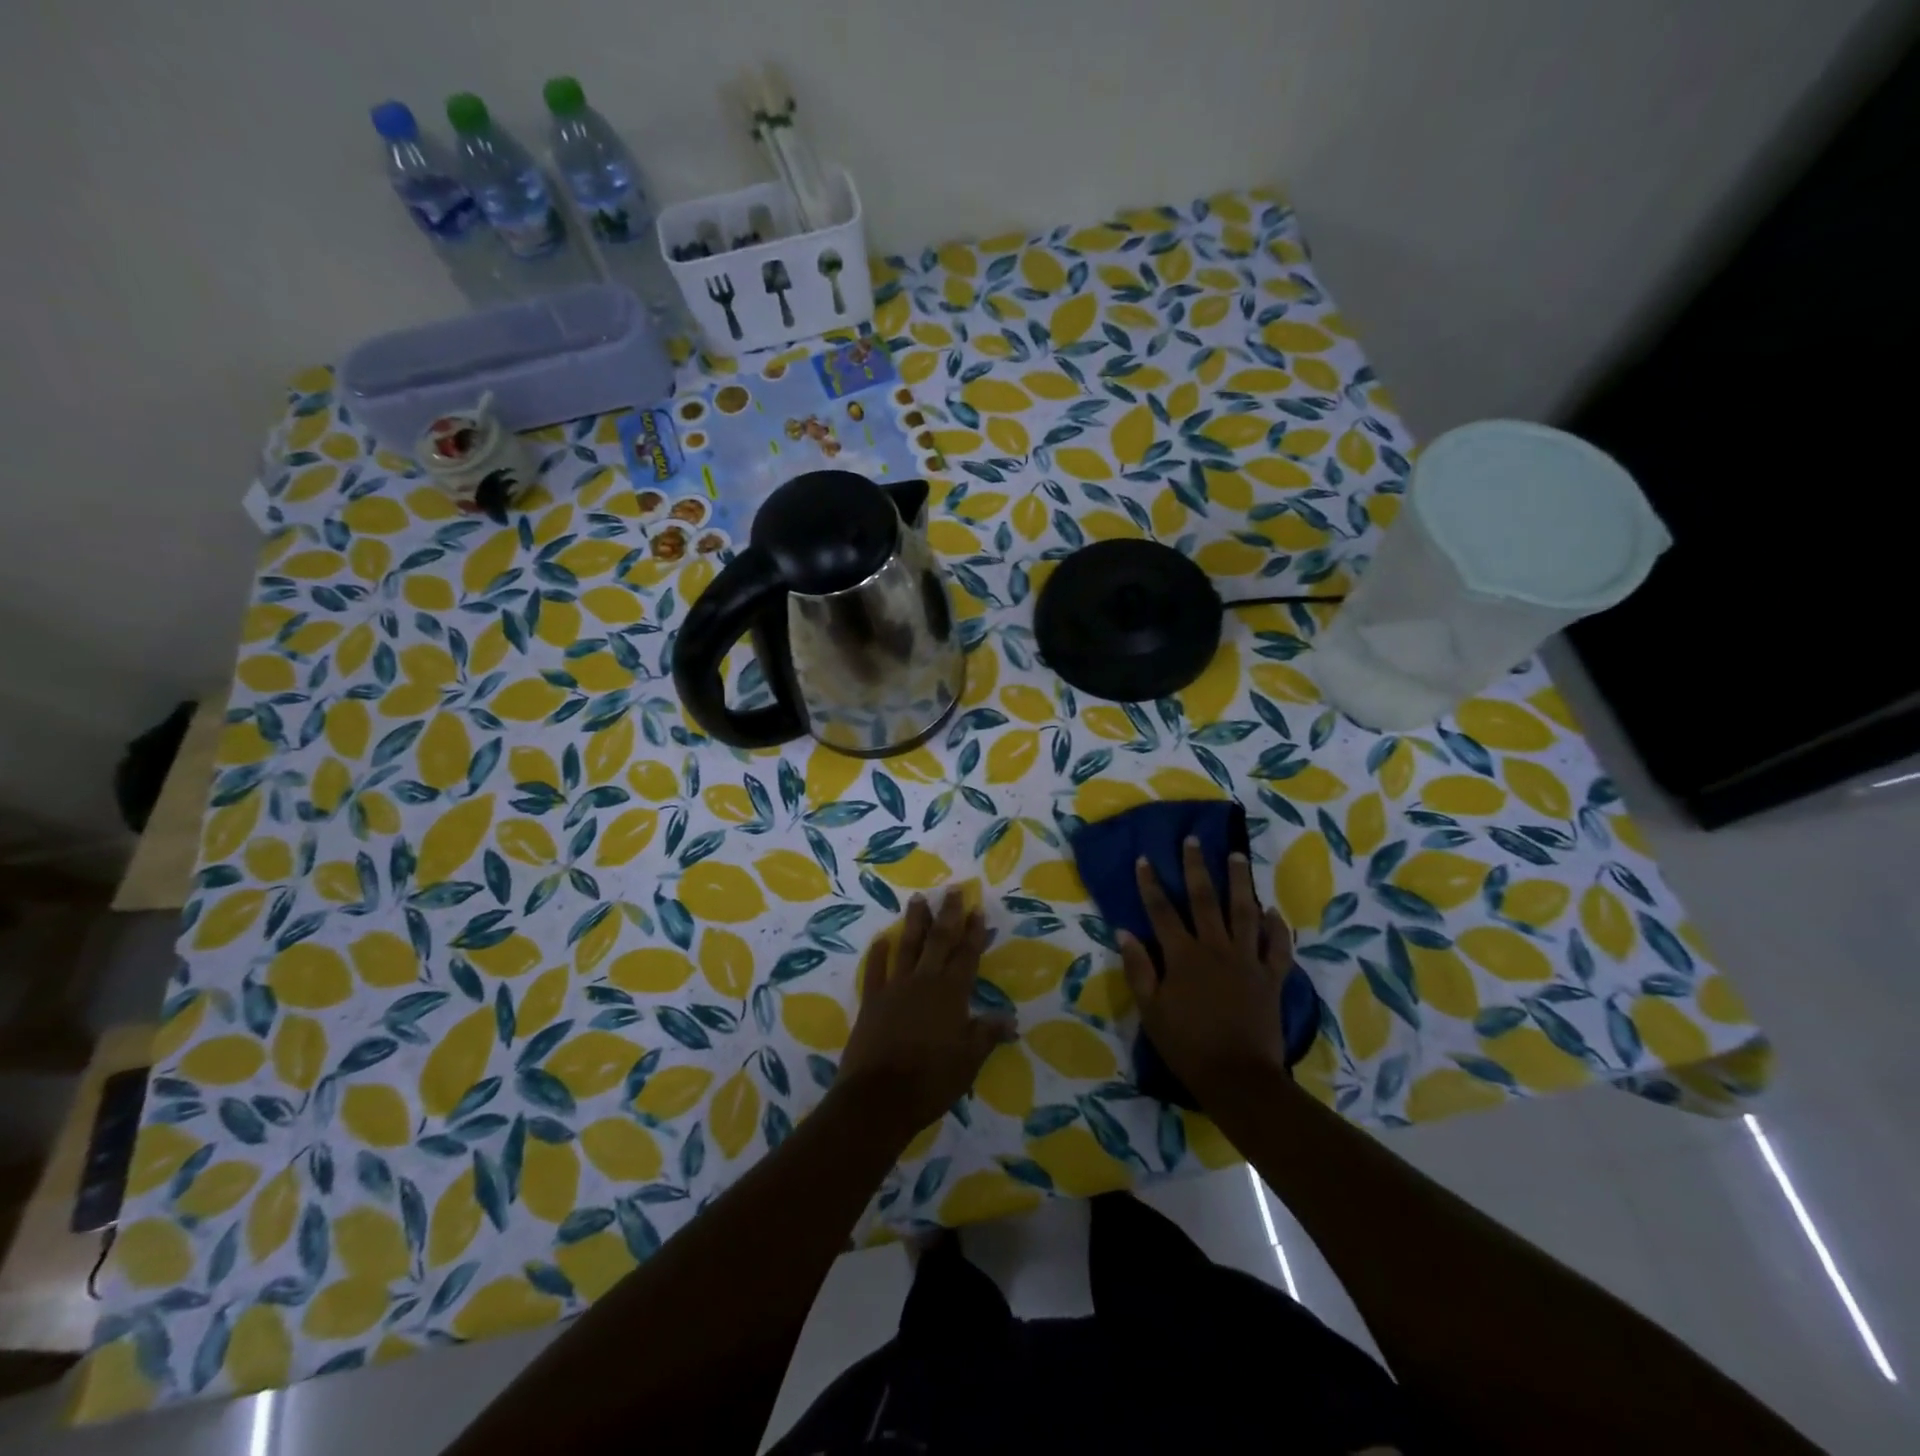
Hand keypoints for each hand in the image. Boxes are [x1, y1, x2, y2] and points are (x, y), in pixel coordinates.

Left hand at [835, 888, 1013, 1141]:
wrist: (878, 1100)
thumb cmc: (931, 1081)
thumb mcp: (969, 1061)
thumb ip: (987, 1034)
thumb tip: (1011, 1019)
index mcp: (951, 993)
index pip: (967, 955)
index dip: (974, 932)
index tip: (978, 909)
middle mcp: (925, 982)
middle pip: (939, 941)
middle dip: (948, 914)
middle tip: (952, 890)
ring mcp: (895, 988)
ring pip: (907, 946)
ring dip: (914, 922)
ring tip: (918, 898)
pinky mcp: (872, 1001)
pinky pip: (875, 970)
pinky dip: (878, 953)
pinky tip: (881, 939)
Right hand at [1120, 838, 1293, 1102]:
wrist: (1238, 1077)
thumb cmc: (1187, 1045)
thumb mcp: (1151, 1010)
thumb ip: (1138, 968)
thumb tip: (1124, 932)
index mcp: (1183, 956)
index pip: (1162, 911)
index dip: (1151, 884)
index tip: (1145, 859)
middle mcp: (1215, 948)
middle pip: (1204, 899)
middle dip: (1196, 867)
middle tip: (1194, 840)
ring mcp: (1247, 960)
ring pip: (1245, 912)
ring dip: (1240, 882)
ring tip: (1238, 856)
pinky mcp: (1272, 977)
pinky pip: (1277, 946)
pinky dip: (1277, 927)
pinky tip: (1273, 910)